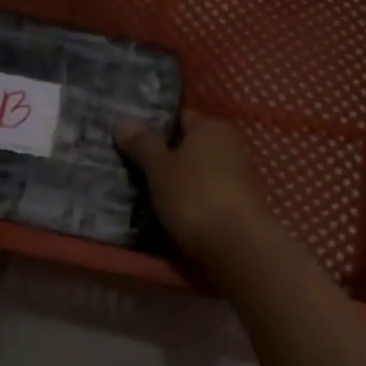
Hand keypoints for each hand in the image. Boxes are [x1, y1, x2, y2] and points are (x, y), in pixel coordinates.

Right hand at [115, 110, 281, 265]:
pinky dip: (193, 202)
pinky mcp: (243, 204)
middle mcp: (231, 144)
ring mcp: (240, 176)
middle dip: (165, 157)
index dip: (153, 127)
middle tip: (131, 170)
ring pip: (199, 173)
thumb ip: (142, 143)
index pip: (178, 118)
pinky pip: (209, 195)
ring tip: (146, 197)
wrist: (240, 247)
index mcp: (212, 127)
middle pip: (189, 146)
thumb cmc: (195, 197)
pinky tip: (174, 216)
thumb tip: (122, 119)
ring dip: (178, 183)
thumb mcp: (159, 168)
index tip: (128, 142)